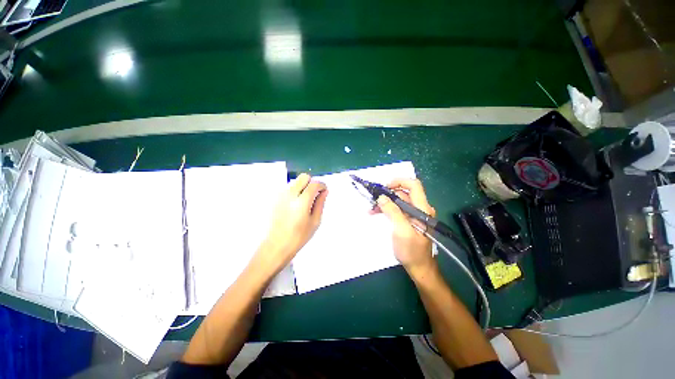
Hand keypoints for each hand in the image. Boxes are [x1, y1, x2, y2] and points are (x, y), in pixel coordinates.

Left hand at [256, 173, 327, 276]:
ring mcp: (280, 195)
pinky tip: (295, 204)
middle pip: (303, 177)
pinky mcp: (275, 198)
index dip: (322, 185)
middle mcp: (290, 194)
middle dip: (312, 182)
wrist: (276, 245)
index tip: (324, 190)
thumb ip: (320, 203)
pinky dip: (295, 191)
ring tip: (305, 201)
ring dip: (303, 186)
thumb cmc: (299, 236)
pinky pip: (288, 188)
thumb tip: (324, 192)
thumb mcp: (315, 221)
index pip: (314, 184)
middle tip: (315, 194)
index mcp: (302, 201)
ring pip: (295, 181)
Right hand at [375, 178, 437, 277]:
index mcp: (422, 209)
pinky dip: (387, 209)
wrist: (419, 267)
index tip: (385, 187)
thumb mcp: (401, 231)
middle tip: (374, 199)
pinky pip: (398, 209)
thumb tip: (381, 197)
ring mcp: (415, 215)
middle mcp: (420, 209)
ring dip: (385, 202)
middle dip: (388, 194)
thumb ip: (392, 212)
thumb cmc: (412, 251)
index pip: (414, 185)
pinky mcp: (410, 220)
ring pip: (399, 201)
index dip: (399, 181)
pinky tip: (376, 212)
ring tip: (372, 208)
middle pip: (404, 193)